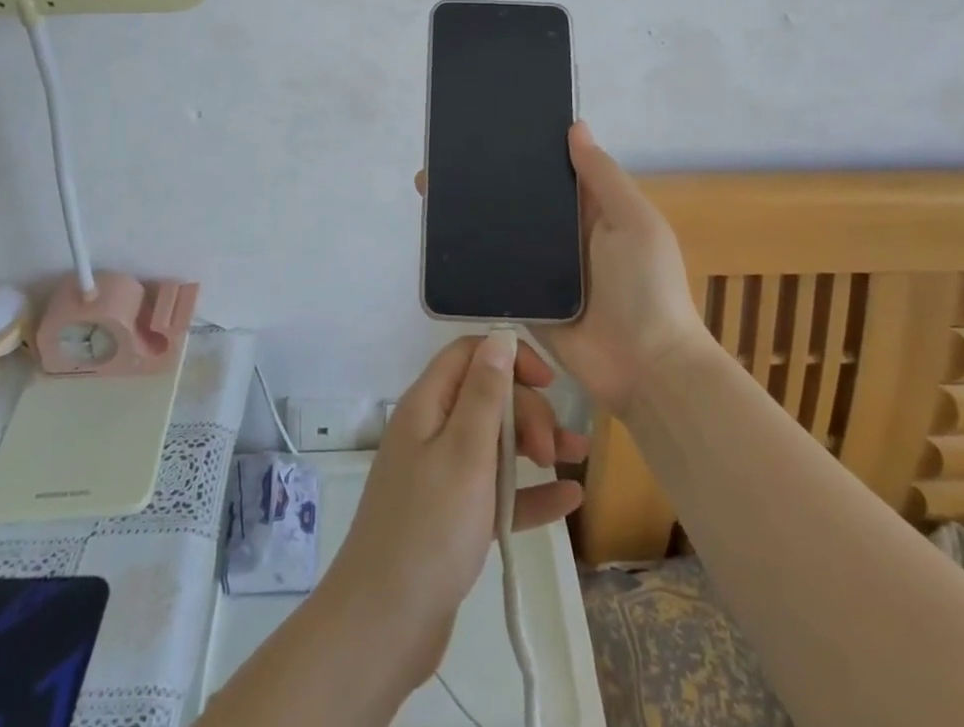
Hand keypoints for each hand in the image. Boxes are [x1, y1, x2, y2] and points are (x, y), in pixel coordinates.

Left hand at [324, 333, 586, 687]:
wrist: (384, 626)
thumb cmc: (429, 528)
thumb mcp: (465, 452)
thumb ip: (485, 392)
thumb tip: (499, 337)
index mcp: (427, 406)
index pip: (470, 355)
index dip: (509, 357)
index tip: (549, 383)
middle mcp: (432, 431)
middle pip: (487, 398)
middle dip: (526, 412)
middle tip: (552, 448)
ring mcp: (442, 476)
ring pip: (496, 445)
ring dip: (536, 446)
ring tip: (579, 459)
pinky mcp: (453, 519)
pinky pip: (497, 492)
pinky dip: (529, 492)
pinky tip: (569, 499)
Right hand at [416, 120, 709, 417]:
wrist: (644, 370)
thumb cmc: (646, 287)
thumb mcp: (635, 222)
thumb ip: (603, 177)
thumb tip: (575, 126)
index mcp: (594, 209)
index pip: (555, 169)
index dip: (527, 148)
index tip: (488, 126)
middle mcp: (565, 235)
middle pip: (523, 199)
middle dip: (489, 179)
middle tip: (444, 157)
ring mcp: (543, 269)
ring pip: (503, 233)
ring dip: (473, 214)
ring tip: (430, 187)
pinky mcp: (526, 300)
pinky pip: (496, 272)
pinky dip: (473, 257)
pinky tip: (438, 236)